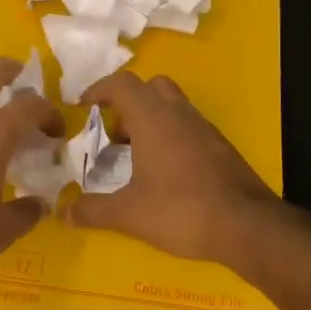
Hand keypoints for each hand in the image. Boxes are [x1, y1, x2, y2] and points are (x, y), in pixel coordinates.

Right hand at [64, 72, 278, 262]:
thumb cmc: (181, 210)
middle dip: (127, 103)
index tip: (82, 106)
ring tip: (134, 156)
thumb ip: (93, 211)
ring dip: (150, 120)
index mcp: (153, 118)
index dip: (98, 89)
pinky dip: (170, 137)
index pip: (121, 84)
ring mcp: (204, 128)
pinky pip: (188, 127)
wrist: (247, 225)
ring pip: (172, 106)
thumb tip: (63, 213)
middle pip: (150, 87)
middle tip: (113, 133)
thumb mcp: (129, 214)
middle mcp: (179, 113)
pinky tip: (164, 173)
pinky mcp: (220, 147)